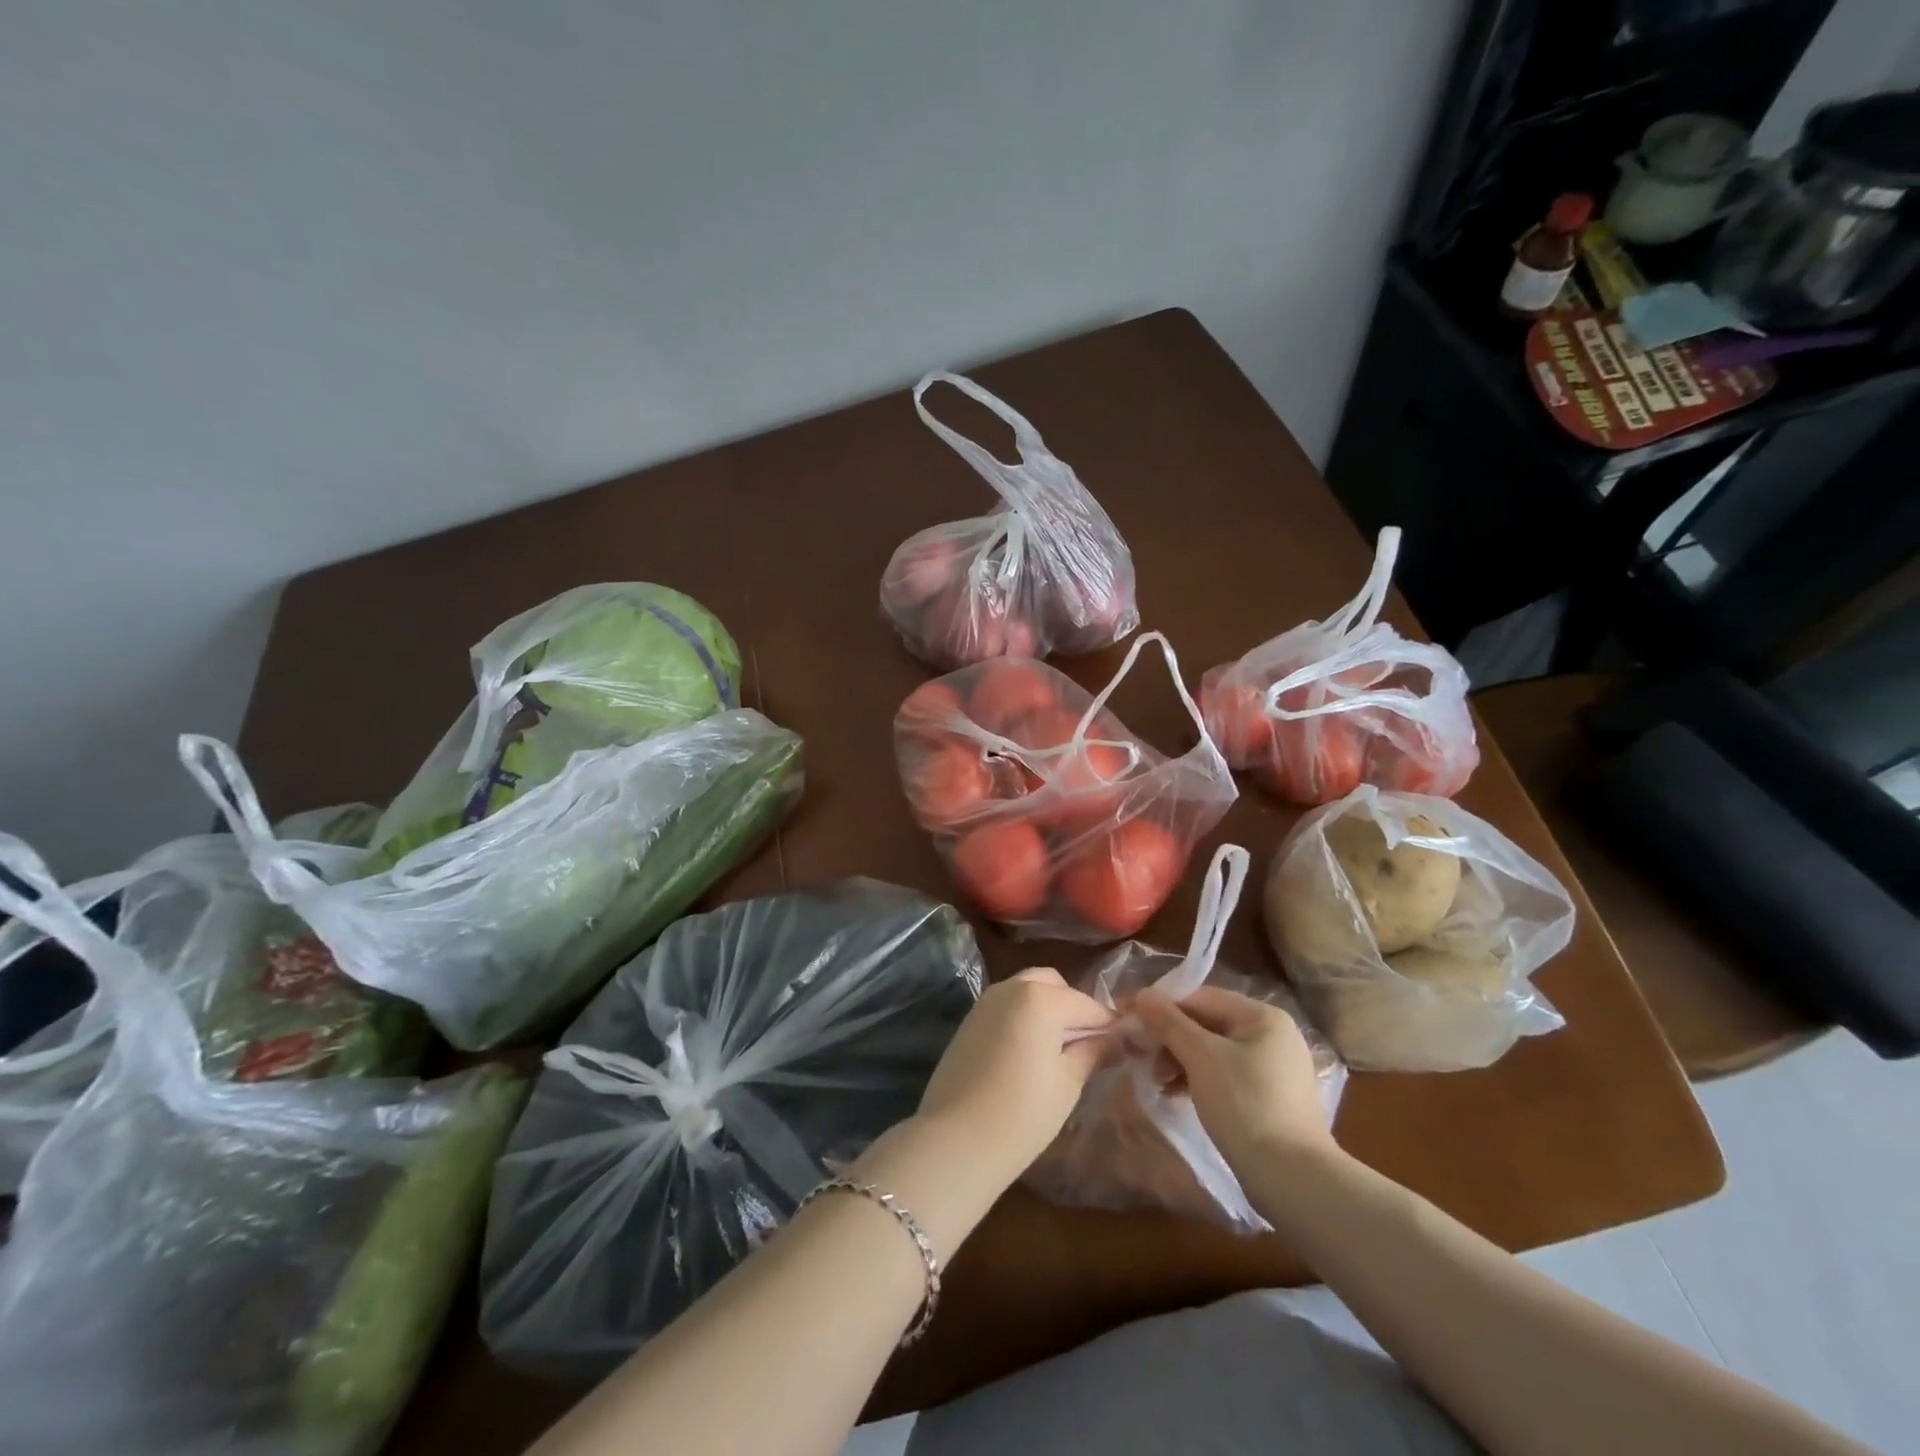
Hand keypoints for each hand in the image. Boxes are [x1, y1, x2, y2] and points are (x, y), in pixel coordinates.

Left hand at [914, 967, 1113, 1189]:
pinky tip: (1030, 1053)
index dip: (1108, 1025)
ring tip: (1060, 1051)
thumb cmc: (1022, 1113)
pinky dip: (1024, 1017)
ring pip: (1027, 991)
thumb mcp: (1068, 1083)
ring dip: (1048, 1009)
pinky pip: (1007, 1005)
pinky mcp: (970, 1019)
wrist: (955, 1140)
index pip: (1087, 1004)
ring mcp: (986, 1001)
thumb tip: (1116, 1039)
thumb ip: (1093, 1052)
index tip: (1123, 1046)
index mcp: (1041, 997)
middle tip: (1088, 1046)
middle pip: (1054, 985)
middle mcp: (1012, 987)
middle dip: (1074, 1008)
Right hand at [1133, 986, 1336, 1172]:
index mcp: (1262, 1017)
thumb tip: (1143, 993)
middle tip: (1140, 1056)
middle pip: (1208, 1023)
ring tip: (1156, 1079)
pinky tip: (1176, 1094)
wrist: (1294, 1181)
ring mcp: (1274, 1068)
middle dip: (1170, 1037)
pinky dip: (1199, 1079)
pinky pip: (1226, 1074)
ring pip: (1214, 1051)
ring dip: (1180, 1060)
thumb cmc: (1246, 1106)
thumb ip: (1170, 1022)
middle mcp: (1273, 1035)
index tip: (1130, 1020)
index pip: (1201, 997)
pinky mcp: (1270, 1098)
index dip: (1162, 1007)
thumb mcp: (1201, 1058)